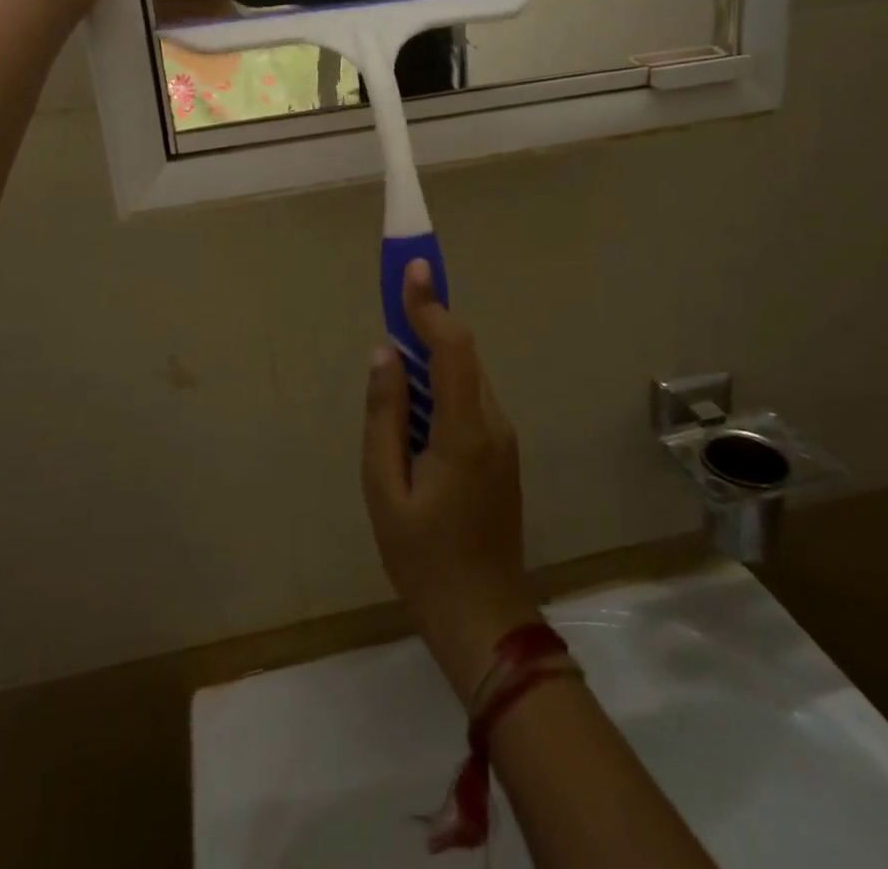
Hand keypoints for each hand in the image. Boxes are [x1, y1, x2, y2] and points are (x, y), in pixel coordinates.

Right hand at [362, 259, 538, 704]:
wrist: (483, 617)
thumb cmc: (423, 558)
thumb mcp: (384, 488)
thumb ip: (384, 415)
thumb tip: (384, 354)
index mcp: (464, 431)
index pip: (452, 348)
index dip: (431, 305)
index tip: (412, 268)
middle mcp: (493, 423)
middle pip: (462, 355)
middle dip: (429, 321)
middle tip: (395, 297)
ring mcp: (503, 439)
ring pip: (467, 377)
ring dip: (434, 353)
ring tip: (397, 353)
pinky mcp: (501, 453)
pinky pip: (469, 400)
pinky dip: (443, 383)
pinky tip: (415, 403)